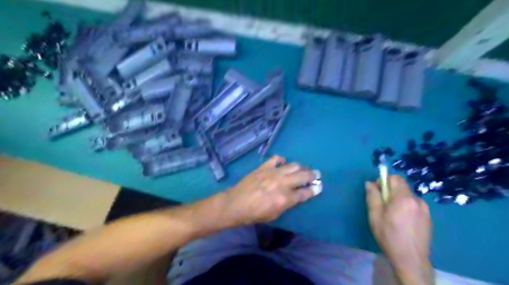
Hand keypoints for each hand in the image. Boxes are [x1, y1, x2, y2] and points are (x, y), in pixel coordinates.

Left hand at [225, 155, 318, 224]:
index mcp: (286, 198)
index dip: (314, 189)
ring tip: (302, 169)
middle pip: (303, 176)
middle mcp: (282, 183)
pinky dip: (281, 160)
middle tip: (317, 174)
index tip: (319, 186)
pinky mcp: (264, 167)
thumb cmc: (255, 214)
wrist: (236, 204)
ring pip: (292, 165)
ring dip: (300, 167)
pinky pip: (276, 159)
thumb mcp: (275, 214)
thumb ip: (287, 203)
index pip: (305, 193)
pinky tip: (282, 163)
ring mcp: (273, 173)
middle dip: (313, 175)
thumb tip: (295, 195)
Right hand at [366, 176, 432, 284]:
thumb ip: (372, 196)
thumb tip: (370, 183)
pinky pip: (414, 204)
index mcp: (403, 198)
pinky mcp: (428, 217)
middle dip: (390, 190)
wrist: (411, 259)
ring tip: (393, 215)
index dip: (384, 180)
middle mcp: (417, 200)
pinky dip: (406, 206)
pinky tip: (403, 221)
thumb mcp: (375, 215)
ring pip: (408, 195)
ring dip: (398, 199)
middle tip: (383, 205)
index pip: (395, 178)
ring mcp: (425, 209)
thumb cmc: (389, 235)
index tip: (377, 192)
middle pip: (402, 186)